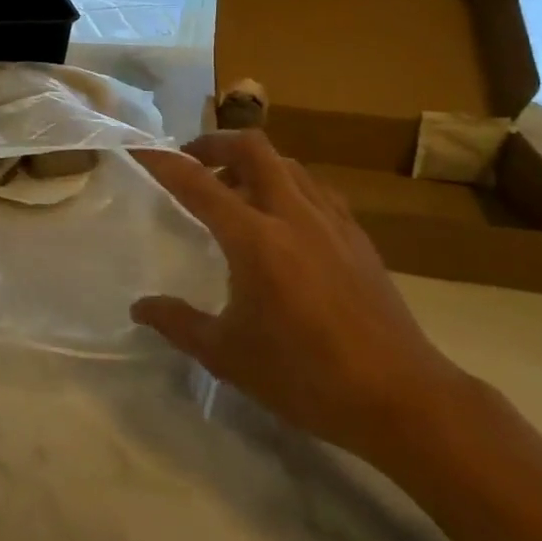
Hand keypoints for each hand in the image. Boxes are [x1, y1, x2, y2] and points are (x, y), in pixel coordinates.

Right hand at [131, 131, 465, 463]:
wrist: (401, 397)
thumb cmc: (305, 376)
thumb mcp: (228, 355)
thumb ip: (178, 323)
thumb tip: (140, 307)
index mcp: (255, 239)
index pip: (198, 184)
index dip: (164, 162)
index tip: (141, 150)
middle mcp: (292, 214)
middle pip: (253, 148)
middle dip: (215, 143)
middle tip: (192, 163)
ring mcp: (331, 221)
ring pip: (287, 163)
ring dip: (253, 163)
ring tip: (234, 191)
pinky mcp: (357, 236)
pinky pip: (314, 188)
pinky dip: (287, 185)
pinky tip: (283, 220)